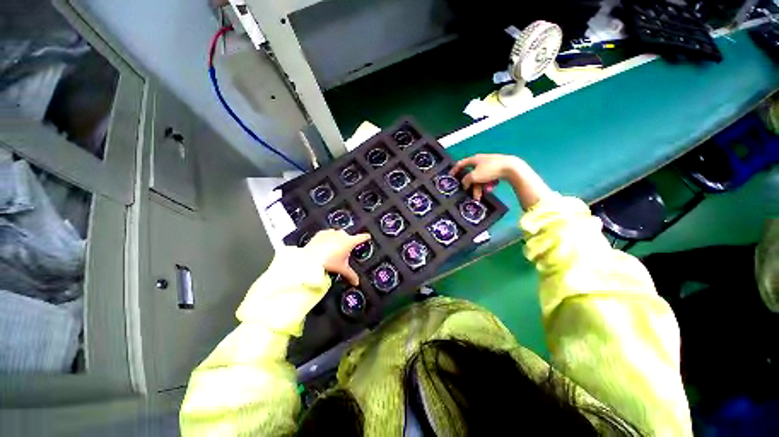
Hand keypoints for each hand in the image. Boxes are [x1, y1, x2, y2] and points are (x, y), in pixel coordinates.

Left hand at [303, 230, 369, 285]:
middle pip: (349, 237)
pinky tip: (324, 246)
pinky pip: (327, 234)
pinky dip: (328, 239)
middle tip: (343, 253)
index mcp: (350, 242)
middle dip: (347, 243)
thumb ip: (351, 275)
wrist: (309, 258)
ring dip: (337, 240)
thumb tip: (357, 282)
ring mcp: (331, 232)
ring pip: (338, 235)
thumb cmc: (327, 261)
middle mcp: (342, 234)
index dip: (366, 237)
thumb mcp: (342, 269)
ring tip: (333, 251)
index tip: (367, 236)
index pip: (362, 237)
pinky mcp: (321, 233)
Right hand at [450, 154, 551, 209]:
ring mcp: (490, 165)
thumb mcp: (474, 176)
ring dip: (479, 188)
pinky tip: (491, 188)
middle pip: (472, 175)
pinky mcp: (497, 169)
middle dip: (471, 186)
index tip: (450, 176)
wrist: (511, 168)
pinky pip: (488, 179)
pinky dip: (488, 184)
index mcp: (474, 159)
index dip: (454, 170)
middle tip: (471, 195)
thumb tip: (464, 184)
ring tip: (481, 197)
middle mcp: (481, 161)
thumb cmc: (490, 170)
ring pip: (480, 179)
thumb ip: (466, 180)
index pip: (460, 164)